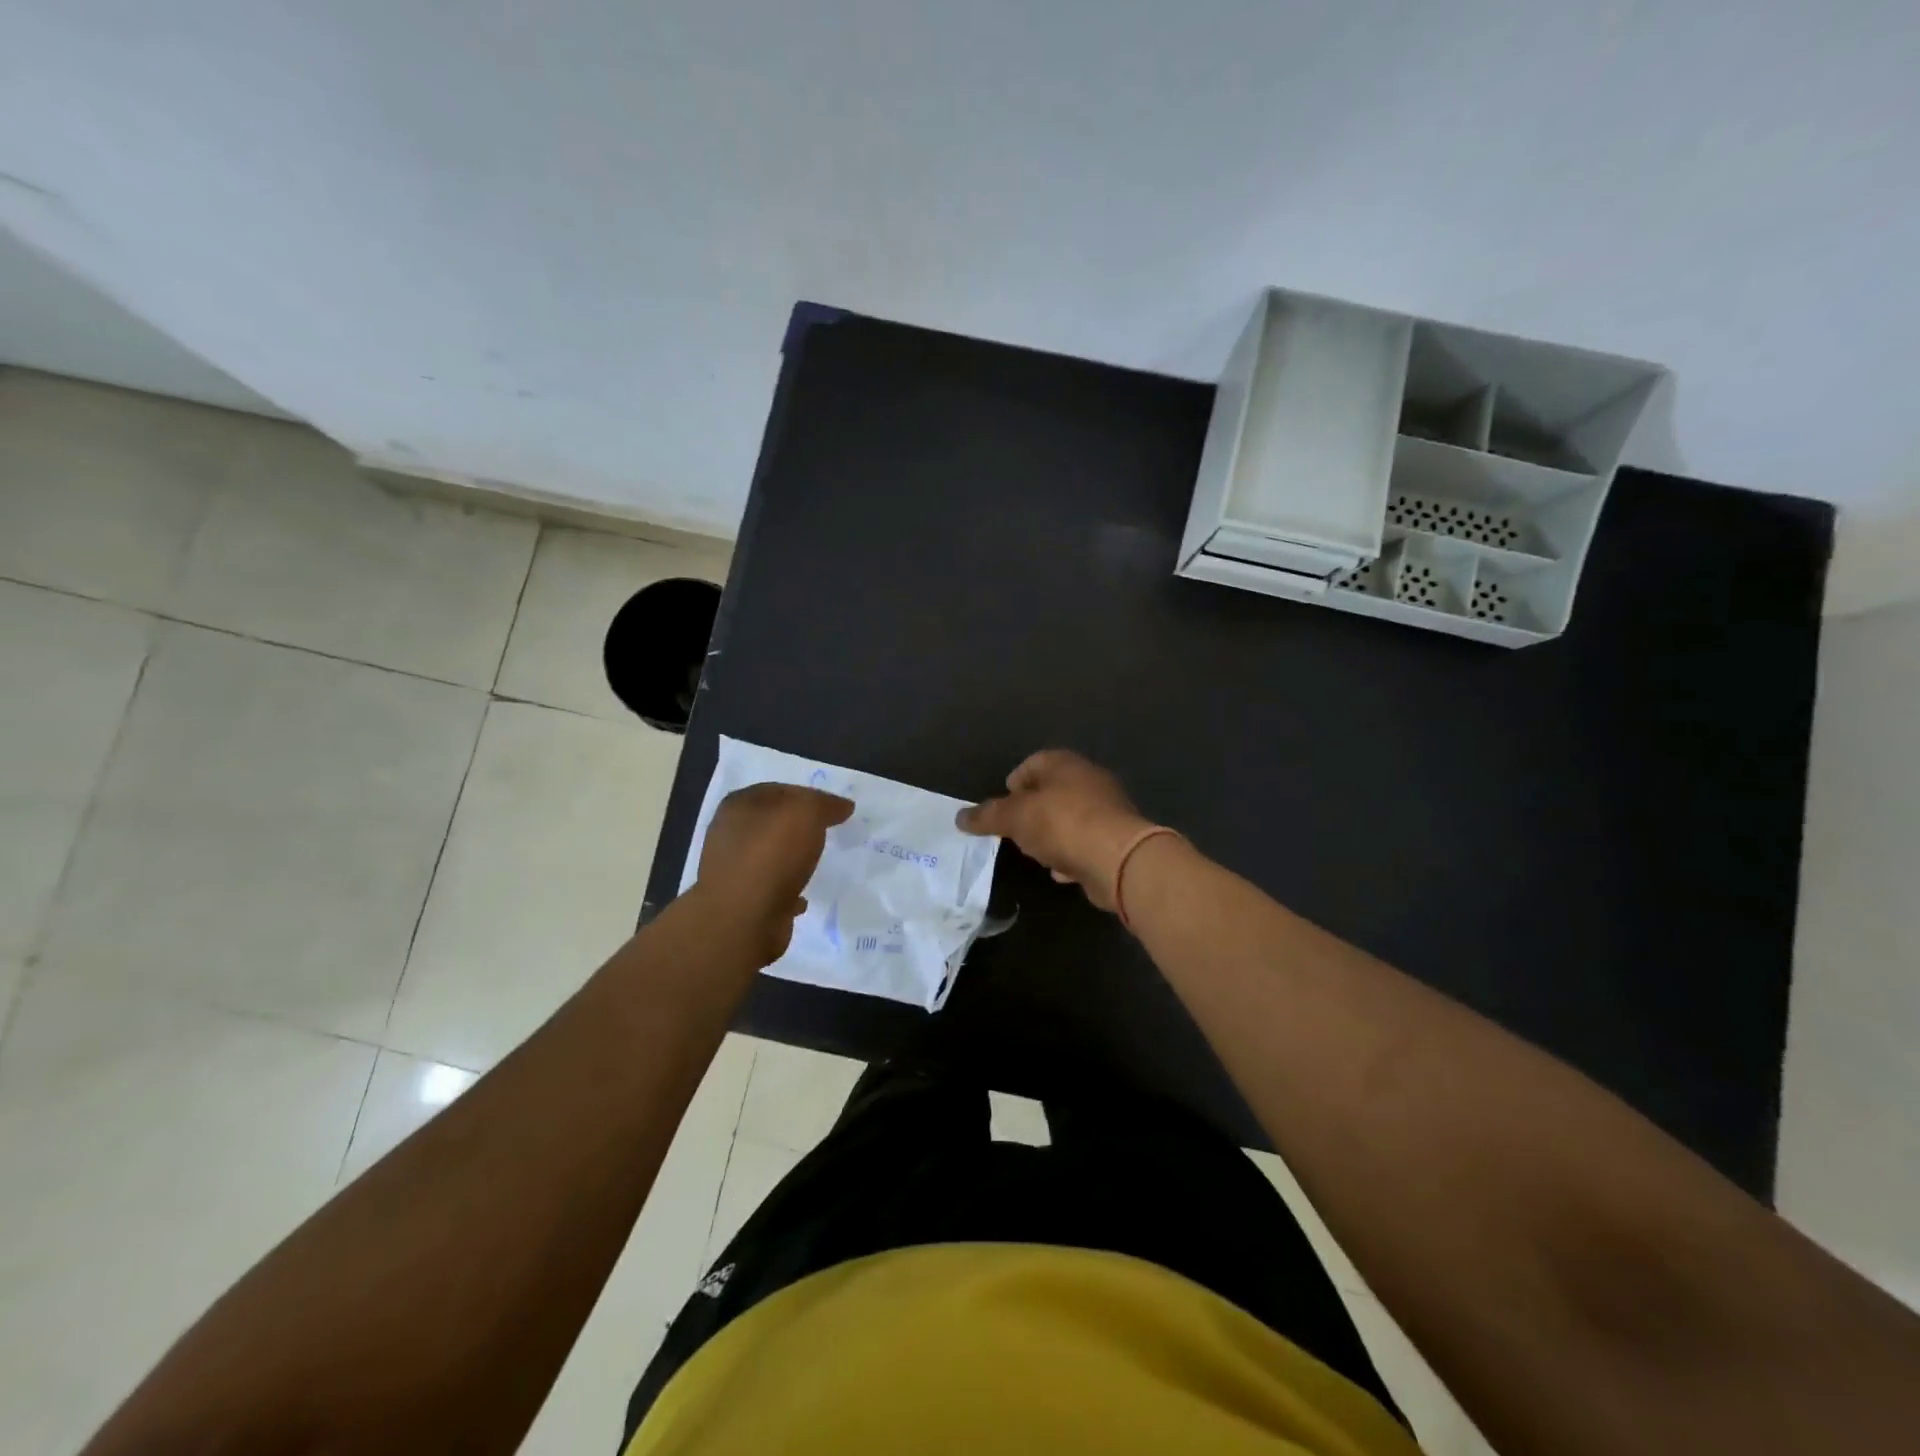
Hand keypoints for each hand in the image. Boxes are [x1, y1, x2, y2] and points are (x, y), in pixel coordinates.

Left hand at [696, 783, 854, 963]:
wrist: (743, 919)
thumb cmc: (771, 855)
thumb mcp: (805, 813)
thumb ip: (824, 804)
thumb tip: (842, 806)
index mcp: (739, 806)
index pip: (780, 790)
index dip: (809, 795)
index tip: (835, 809)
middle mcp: (729, 834)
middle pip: (774, 823)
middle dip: (800, 827)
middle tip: (830, 834)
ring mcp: (732, 870)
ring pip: (771, 856)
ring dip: (793, 859)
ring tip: (818, 864)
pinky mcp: (741, 901)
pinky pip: (771, 889)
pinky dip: (787, 890)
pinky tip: (804, 897)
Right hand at [956, 750, 1156, 911]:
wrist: (1119, 859)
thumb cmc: (1062, 824)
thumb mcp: (1015, 818)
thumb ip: (987, 816)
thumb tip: (960, 817)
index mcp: (1064, 763)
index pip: (1031, 764)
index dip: (1012, 785)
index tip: (1001, 810)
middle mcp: (1088, 779)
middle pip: (1051, 791)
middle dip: (1031, 812)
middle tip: (1014, 832)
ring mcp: (1106, 809)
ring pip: (1069, 818)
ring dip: (1051, 834)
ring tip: (1035, 853)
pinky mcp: (1117, 839)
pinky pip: (1085, 843)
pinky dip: (1071, 854)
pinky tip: (1060, 871)